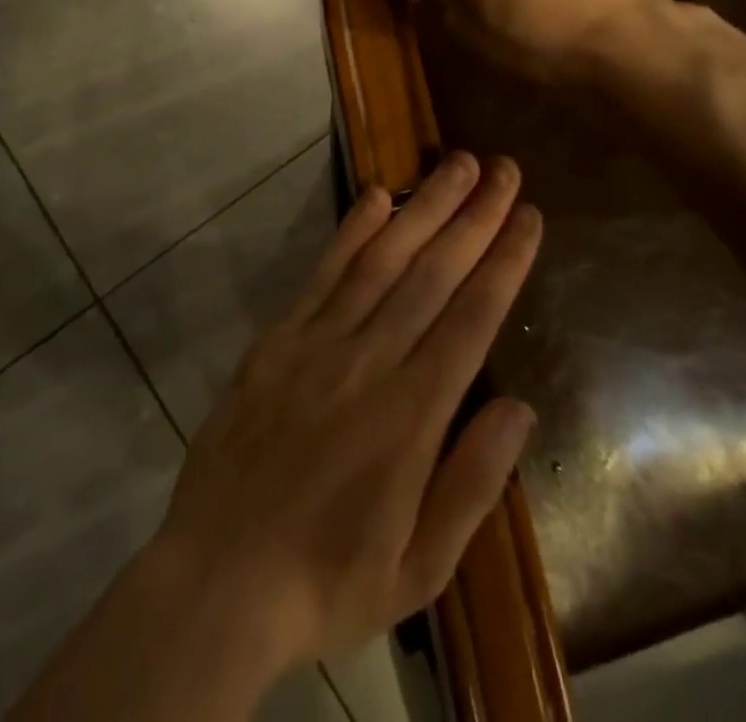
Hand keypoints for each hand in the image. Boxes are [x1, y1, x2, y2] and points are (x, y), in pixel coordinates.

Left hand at [158, 152, 541, 674]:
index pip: (472, 318)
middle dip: (474, 216)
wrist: (217, 581)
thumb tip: (518, 407)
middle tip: (503, 169)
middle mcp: (370, 361)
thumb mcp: (419, 568)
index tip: (527, 215)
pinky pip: (323, 273)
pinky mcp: (278, 338)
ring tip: (456, 165)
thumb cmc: (328, 580)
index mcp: (412, 416)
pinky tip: (378, 197)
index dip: (504, 261)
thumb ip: (473, 483)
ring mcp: (318, 342)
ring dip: (423, 207)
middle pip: (433, 273)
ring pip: (383, 259)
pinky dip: (353, 231)